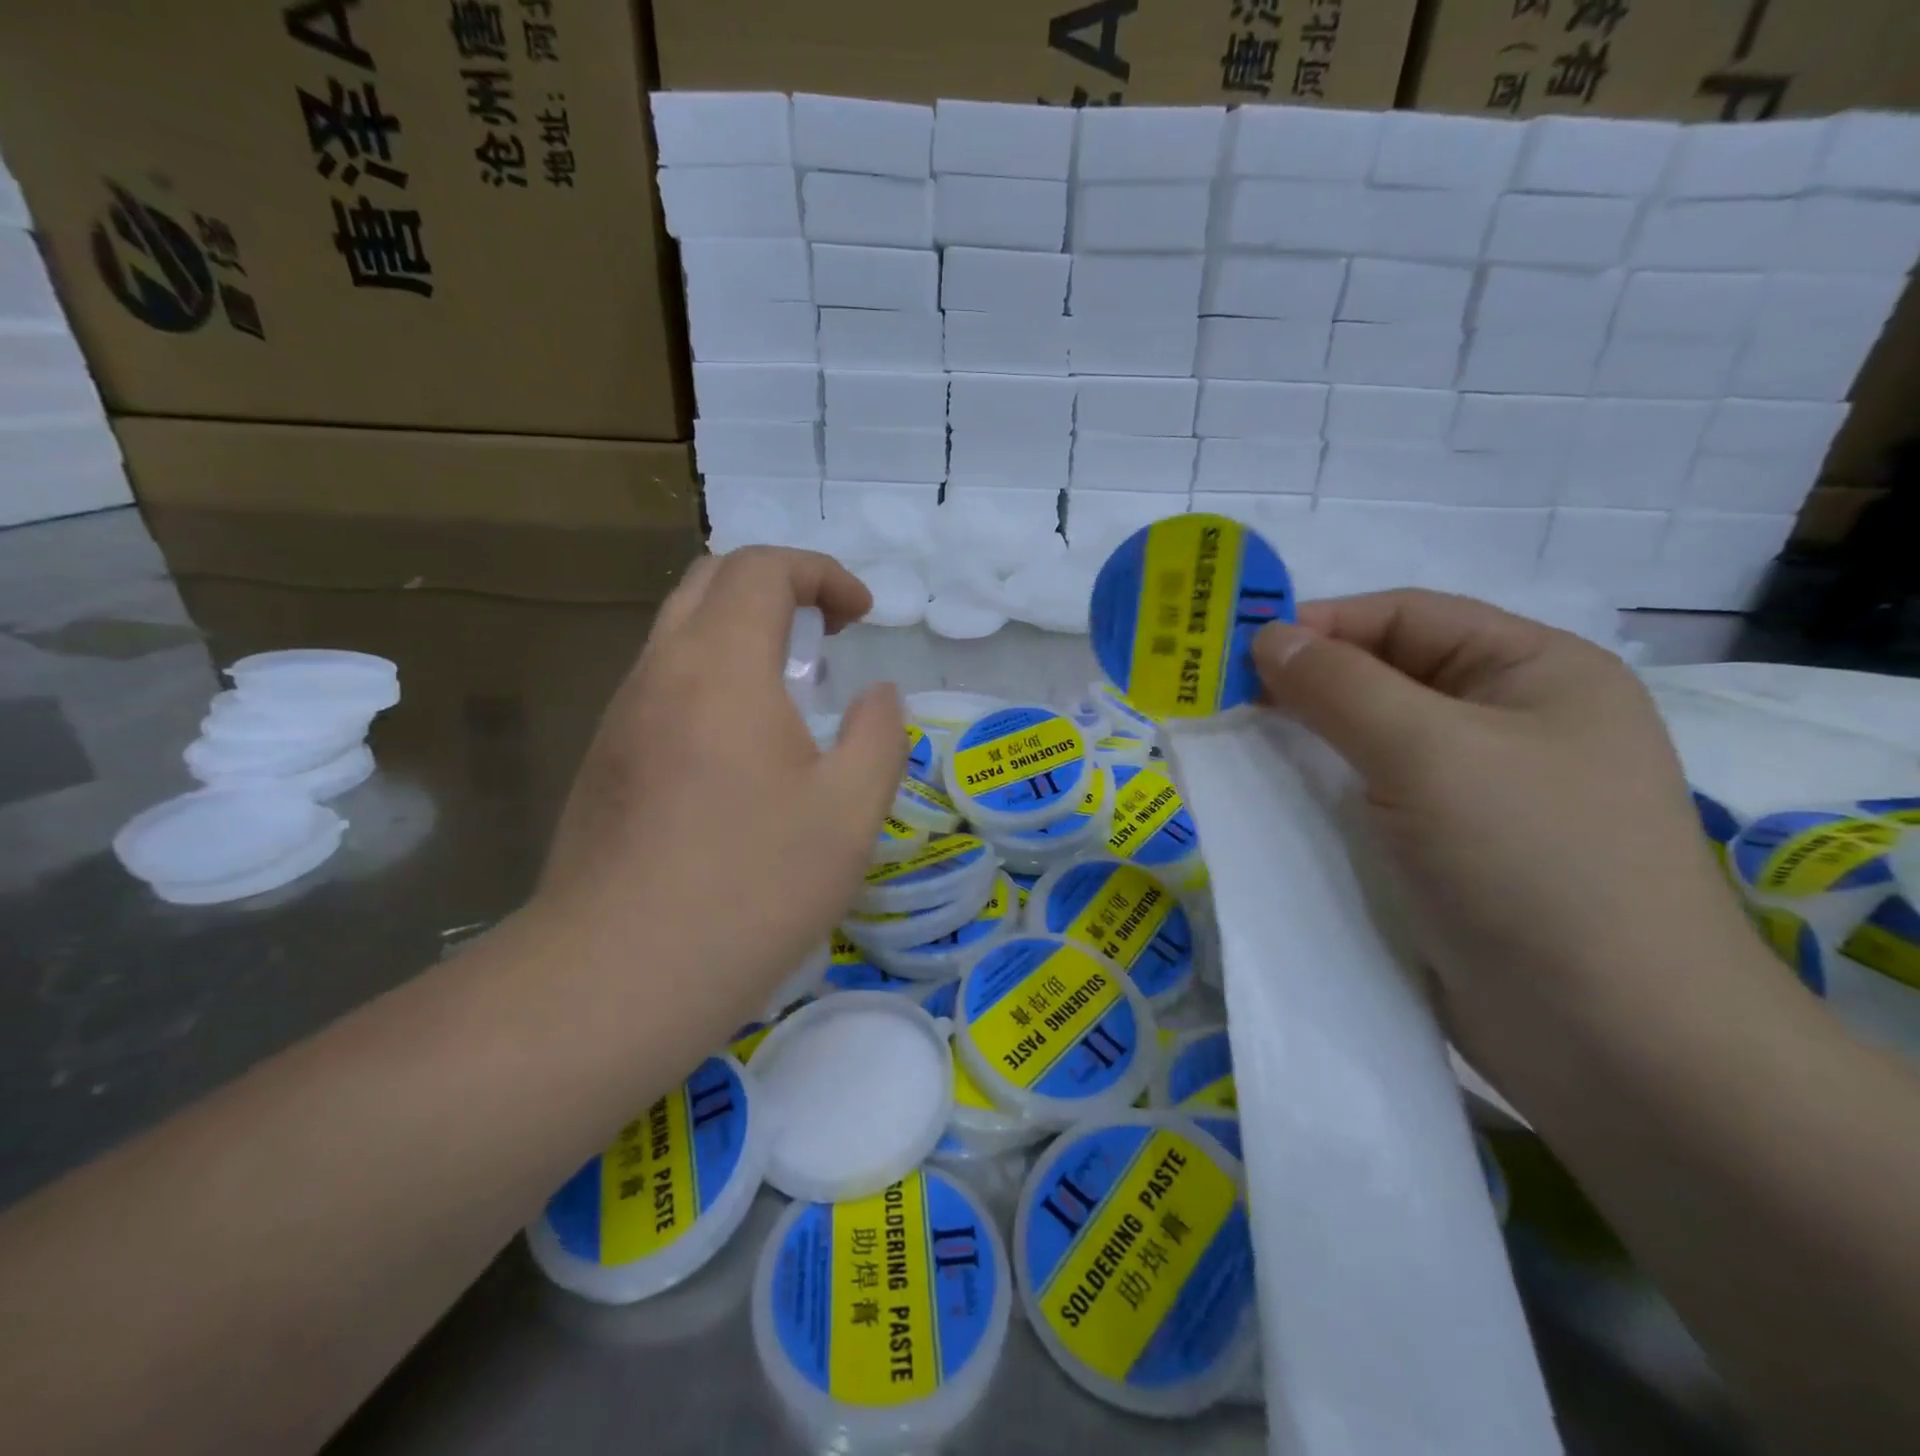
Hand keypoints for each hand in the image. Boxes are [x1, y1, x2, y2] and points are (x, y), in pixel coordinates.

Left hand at [534, 548, 905, 1043]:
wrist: (619, 975)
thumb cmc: (752, 886)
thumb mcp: (850, 812)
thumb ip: (879, 735)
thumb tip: (877, 697)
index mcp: (720, 666)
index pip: (763, 567)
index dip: (821, 573)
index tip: (860, 616)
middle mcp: (660, 672)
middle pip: (710, 581)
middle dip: (777, 586)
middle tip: (824, 635)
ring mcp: (621, 716)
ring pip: (678, 632)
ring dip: (739, 633)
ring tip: (789, 692)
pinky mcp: (603, 761)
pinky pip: (662, 684)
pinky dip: (710, 677)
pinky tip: (739, 750)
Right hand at [1252, 590, 1758, 1080]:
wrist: (1613, 1040)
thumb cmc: (1531, 863)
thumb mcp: (1429, 752)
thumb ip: (1340, 687)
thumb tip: (1268, 637)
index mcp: (1534, 672)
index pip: (1407, 616)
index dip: (1322, 623)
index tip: (1236, 650)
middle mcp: (1509, 722)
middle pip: (1386, 677)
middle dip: (1305, 683)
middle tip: (1221, 700)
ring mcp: (1477, 793)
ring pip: (1369, 743)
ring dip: (1304, 740)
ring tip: (1232, 745)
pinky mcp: (1445, 853)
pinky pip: (1368, 800)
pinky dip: (1319, 792)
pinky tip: (1270, 799)